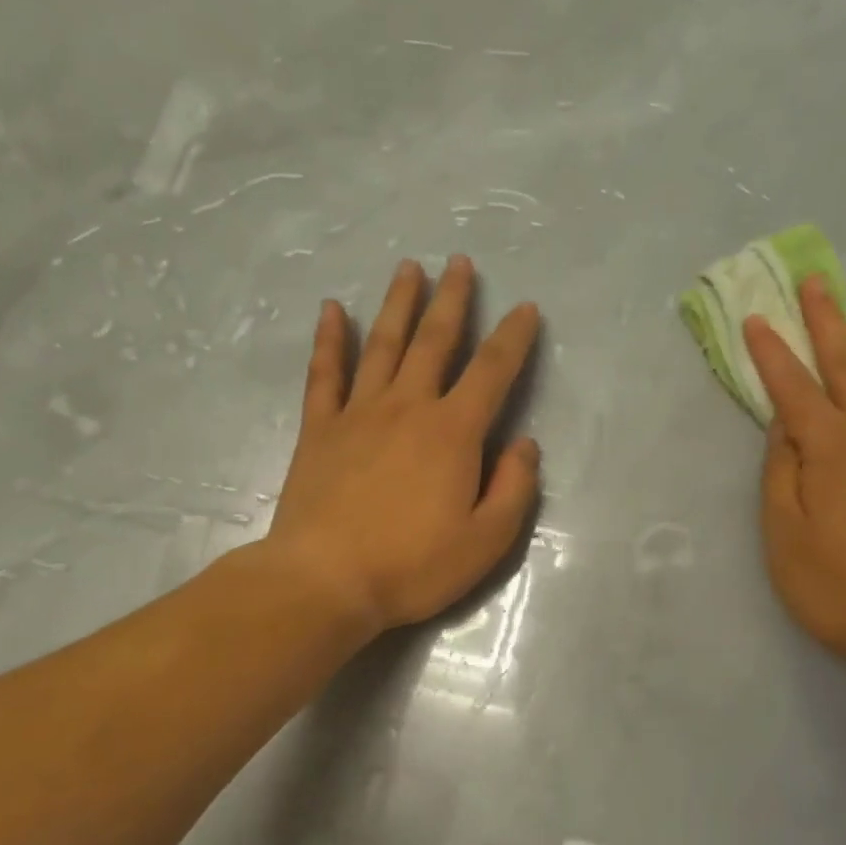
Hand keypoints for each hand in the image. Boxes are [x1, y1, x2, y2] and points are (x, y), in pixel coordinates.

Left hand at [255, 255, 540, 637]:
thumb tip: (524, 445)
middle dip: (452, 299)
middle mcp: (408, 407)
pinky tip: (331, 310)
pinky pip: (325, 373)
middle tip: (460, 263)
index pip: (493, 371)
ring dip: (398, 304)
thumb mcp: (487, 540)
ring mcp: (359, 413)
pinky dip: (329, 339)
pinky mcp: (320, 429)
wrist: (324, 581)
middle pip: (435, 341)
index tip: (526, 308)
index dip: (514, 337)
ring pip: (383, 344)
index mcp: (454, 432)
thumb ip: (515, 488)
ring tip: (409, 267)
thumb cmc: (413, 565)